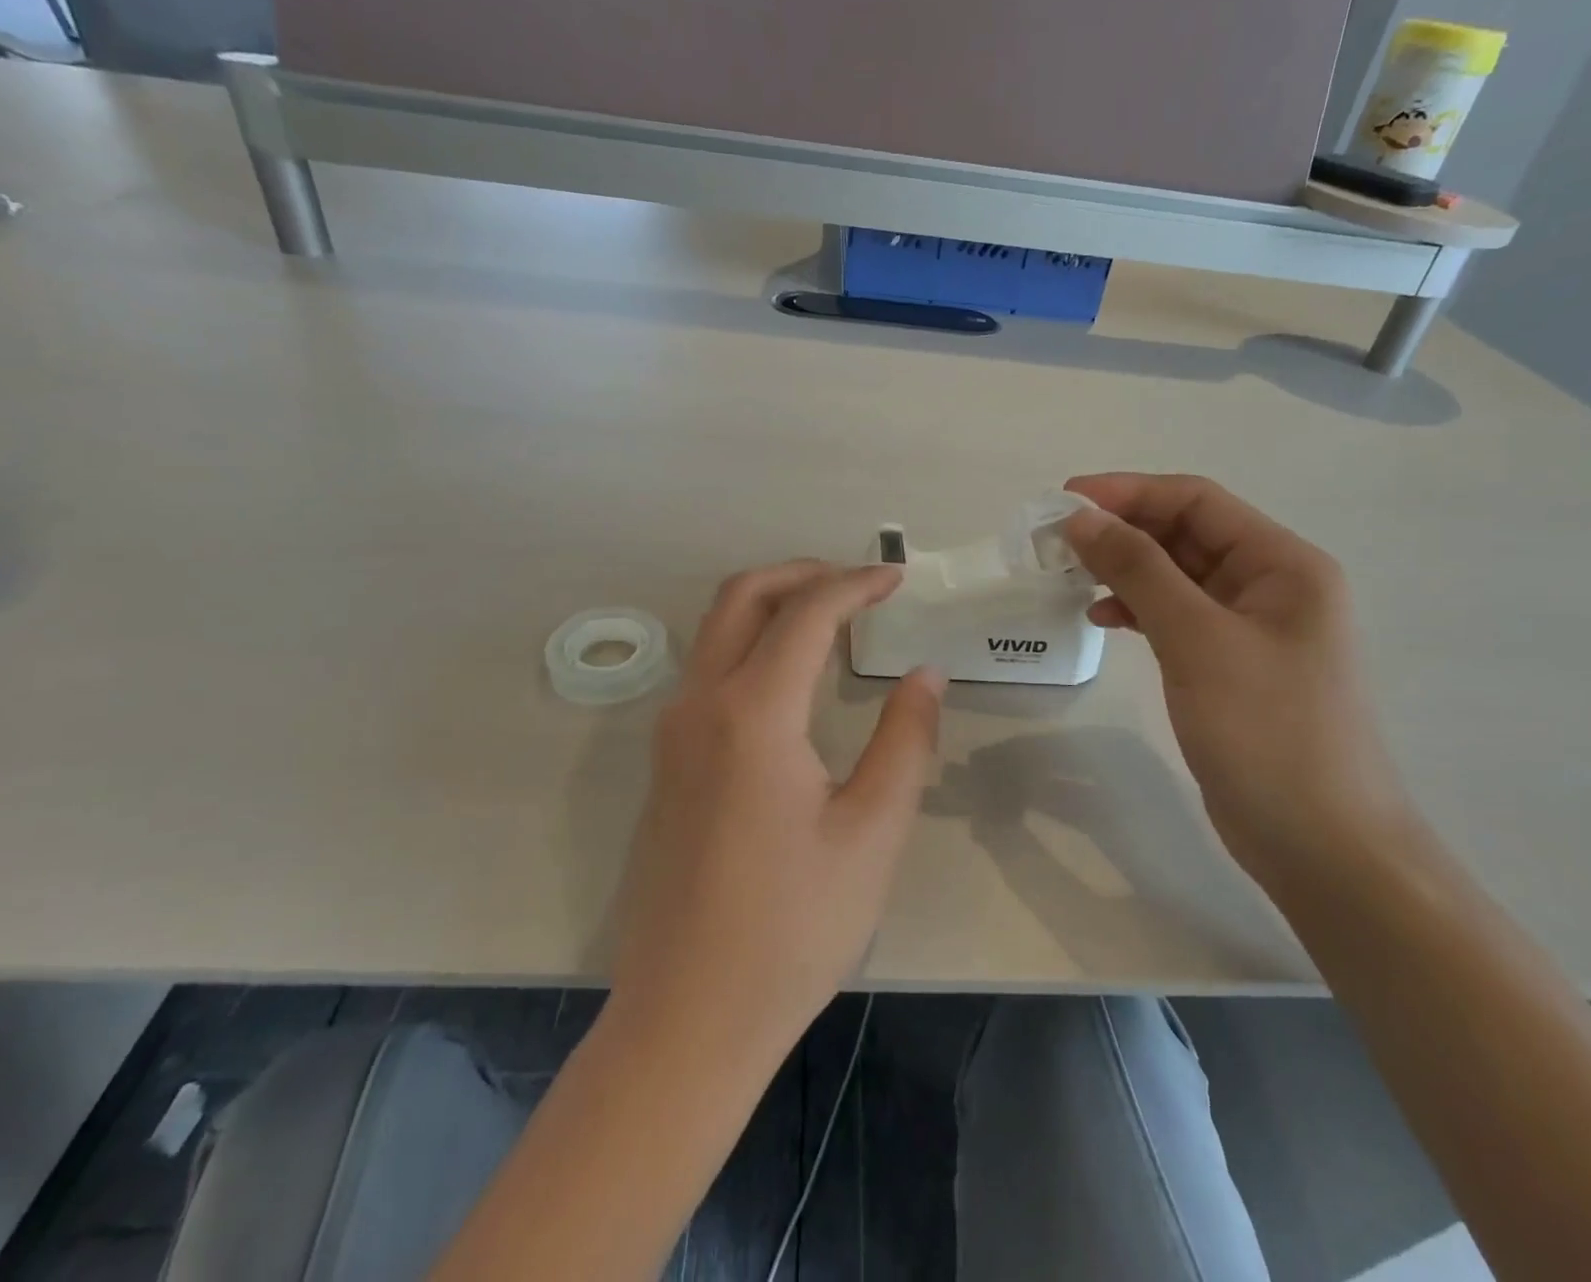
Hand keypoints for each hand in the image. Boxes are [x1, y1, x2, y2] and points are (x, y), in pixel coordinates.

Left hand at [608, 561, 943, 1064]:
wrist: (688, 1016)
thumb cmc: (793, 928)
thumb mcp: (873, 832)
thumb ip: (905, 740)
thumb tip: (924, 674)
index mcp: (753, 713)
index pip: (806, 613)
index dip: (856, 584)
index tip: (896, 578)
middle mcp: (700, 704)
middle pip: (742, 596)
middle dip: (803, 574)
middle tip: (859, 584)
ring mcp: (672, 732)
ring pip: (716, 628)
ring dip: (773, 605)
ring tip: (833, 620)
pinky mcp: (666, 761)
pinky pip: (708, 668)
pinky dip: (752, 642)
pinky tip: (793, 677)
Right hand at [1061, 473, 1416, 890]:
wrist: (1322, 845)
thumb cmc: (1268, 732)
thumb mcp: (1197, 640)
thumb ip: (1139, 570)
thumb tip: (1081, 517)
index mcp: (1283, 564)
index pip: (1197, 501)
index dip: (1128, 491)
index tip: (1063, 500)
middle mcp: (1272, 585)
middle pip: (1186, 534)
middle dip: (1122, 529)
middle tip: (1055, 539)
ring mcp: (1252, 629)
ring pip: (1177, 576)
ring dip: (1125, 569)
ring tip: (1069, 575)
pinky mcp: (1230, 667)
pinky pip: (1177, 617)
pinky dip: (1138, 610)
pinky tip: (1101, 618)